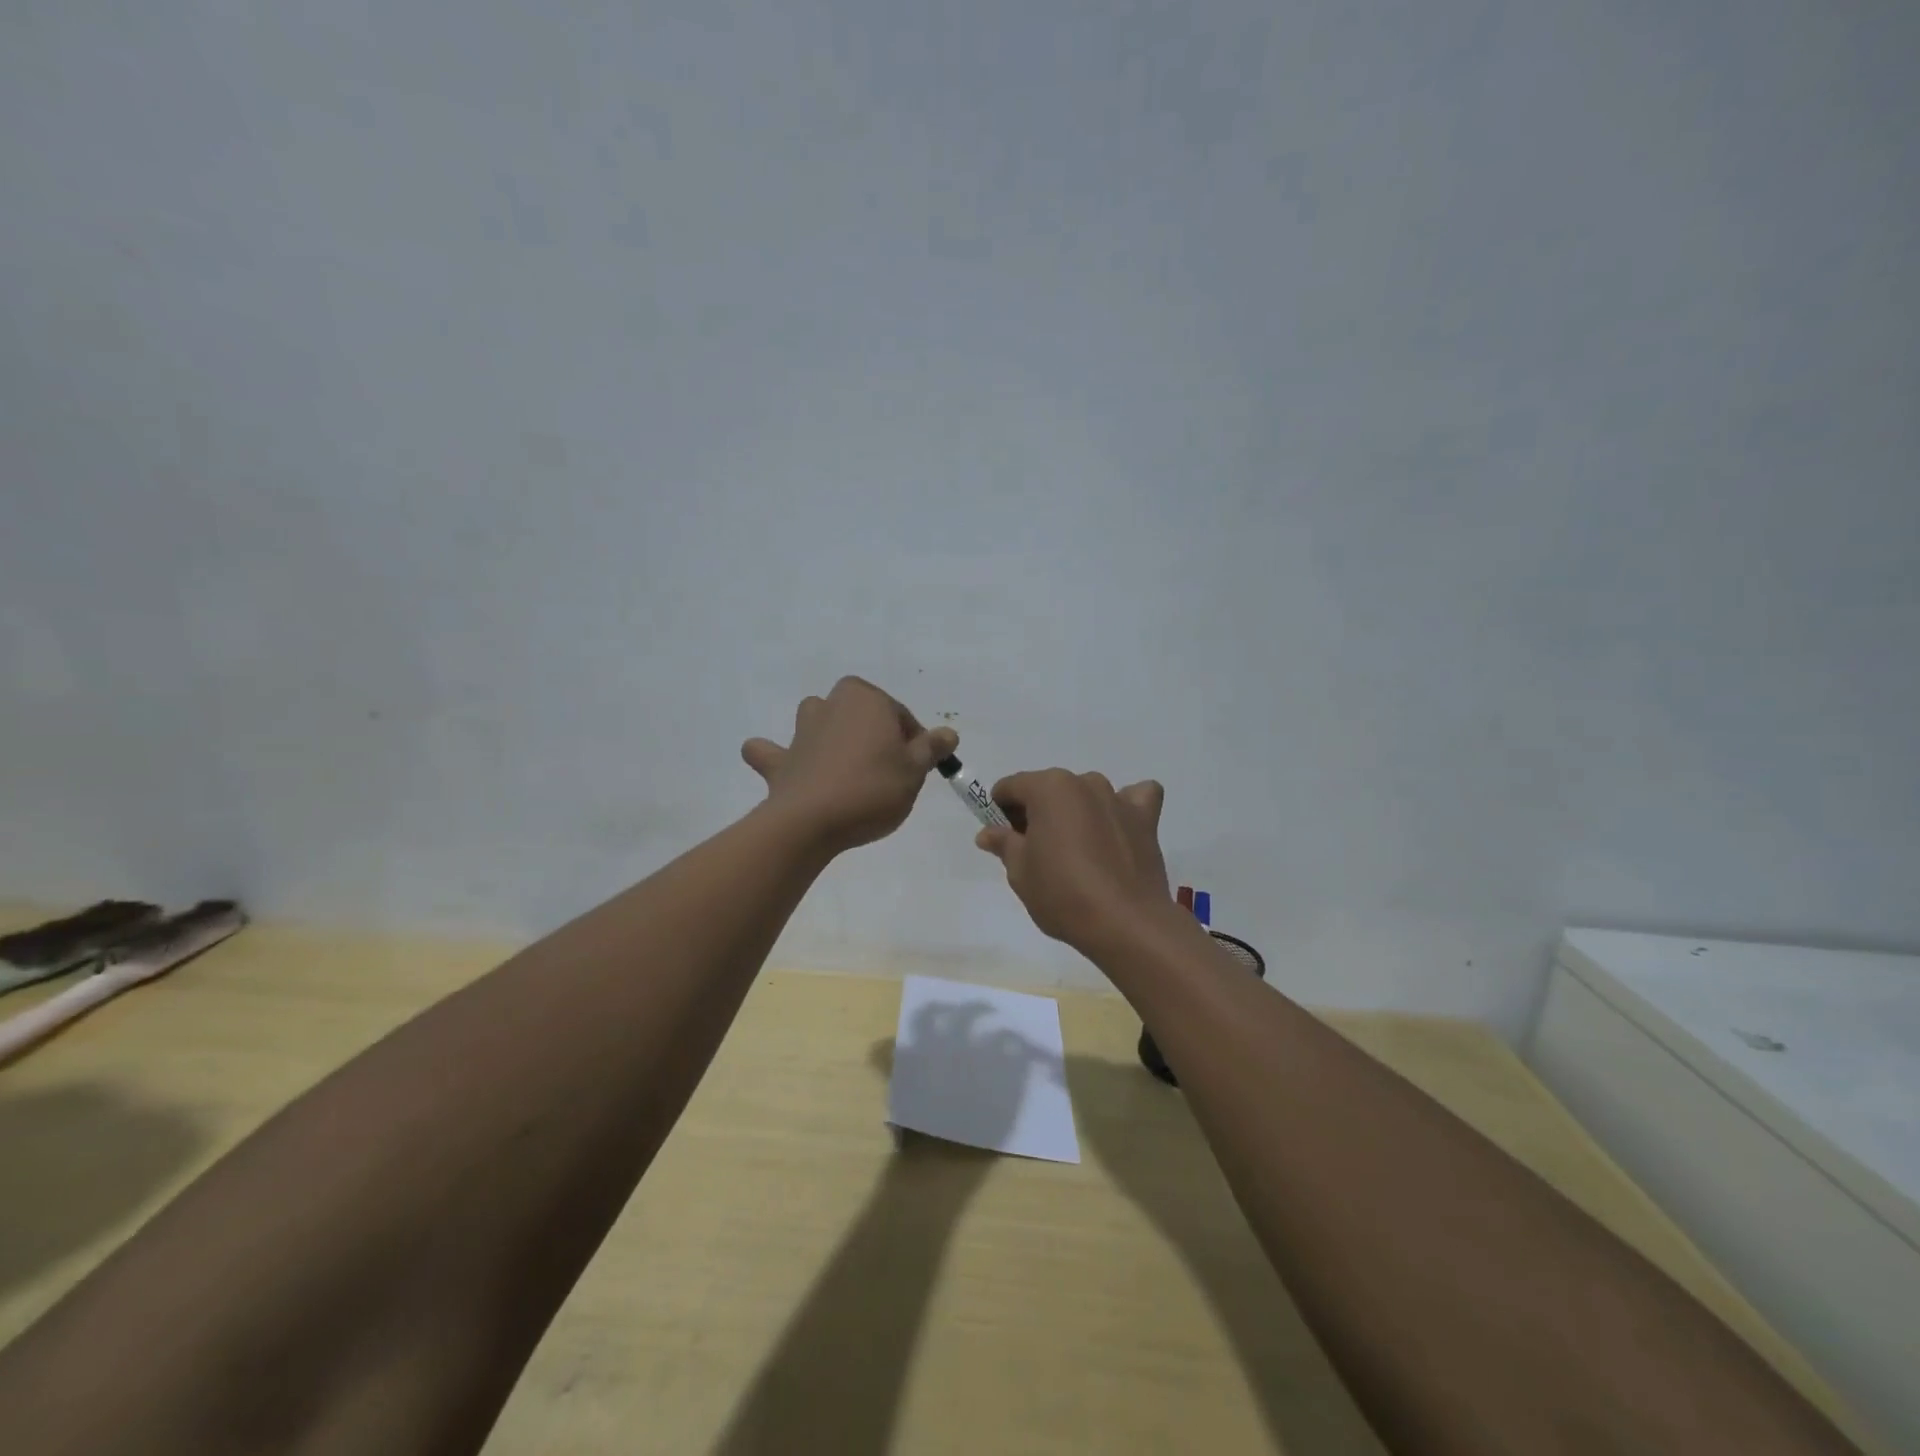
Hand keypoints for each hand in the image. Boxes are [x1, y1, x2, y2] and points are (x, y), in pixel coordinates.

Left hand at [742, 677, 957, 852]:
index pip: (900, 715)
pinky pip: (774, 752)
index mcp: (866, 699)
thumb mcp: (915, 770)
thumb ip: (931, 748)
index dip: (914, 741)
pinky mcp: (780, 761)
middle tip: (888, 768)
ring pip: (817, 718)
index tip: (919, 768)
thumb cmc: (873, 788)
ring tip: (845, 764)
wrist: (811, 821)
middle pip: (859, 712)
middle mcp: (831, 705)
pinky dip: (780, 757)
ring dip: (827, 732)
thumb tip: (948, 733)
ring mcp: (801, 732)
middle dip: (872, 732)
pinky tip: (787, 768)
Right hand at [975, 769, 1180, 955]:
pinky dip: (1125, 808)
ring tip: (1077, 850)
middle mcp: (1085, 782)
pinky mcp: (1146, 819)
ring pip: (1087, 795)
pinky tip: (1118, 828)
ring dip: (1077, 812)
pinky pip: (1135, 798)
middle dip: (1038, 813)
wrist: (1125, 923)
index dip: (999, 811)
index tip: (1002, 838)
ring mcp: (1118, 798)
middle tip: (1035, 852)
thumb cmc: (1062, 893)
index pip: (1011, 787)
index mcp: (1049, 787)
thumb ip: (1004, 843)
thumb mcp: (1020, 872)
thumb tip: (988, 833)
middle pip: (1050, 790)